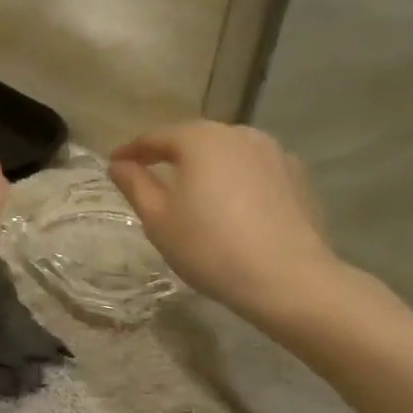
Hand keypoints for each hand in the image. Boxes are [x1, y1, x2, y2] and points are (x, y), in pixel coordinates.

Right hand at [109, 123, 349, 326]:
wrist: (287, 278)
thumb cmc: (208, 246)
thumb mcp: (157, 218)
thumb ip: (135, 184)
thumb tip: (118, 165)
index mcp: (200, 140)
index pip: (155, 137)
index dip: (131, 151)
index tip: (114, 164)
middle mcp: (239, 134)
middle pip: (194, 139)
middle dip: (170, 154)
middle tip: (149, 174)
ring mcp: (274, 153)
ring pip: (227, 153)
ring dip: (205, 166)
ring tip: (191, 189)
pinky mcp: (297, 176)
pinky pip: (254, 170)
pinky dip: (235, 179)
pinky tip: (231, 204)